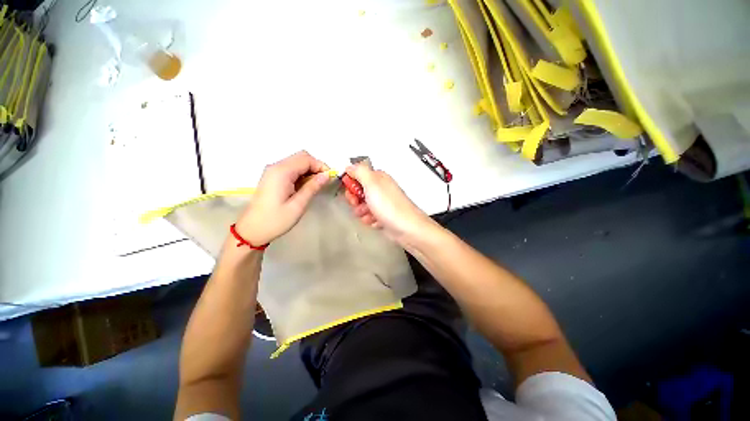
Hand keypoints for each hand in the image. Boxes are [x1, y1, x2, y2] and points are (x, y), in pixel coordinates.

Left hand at [235, 151, 330, 245]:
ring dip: (309, 170)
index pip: (306, 159)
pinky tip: (305, 186)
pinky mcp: (272, 177)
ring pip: (296, 162)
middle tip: (324, 181)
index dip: (321, 166)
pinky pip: (291, 169)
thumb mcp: (298, 205)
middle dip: (316, 166)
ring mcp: (273, 171)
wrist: (252, 230)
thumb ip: (312, 187)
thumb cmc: (276, 220)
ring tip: (317, 185)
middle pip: (301, 157)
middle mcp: (276, 167)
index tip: (330, 178)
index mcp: (281, 172)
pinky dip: (302, 174)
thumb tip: (326, 175)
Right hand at [344, 163, 431, 242]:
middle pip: (358, 192)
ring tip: (370, 214)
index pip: (358, 175)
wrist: (406, 229)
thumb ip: (359, 171)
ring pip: (362, 206)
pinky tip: (377, 221)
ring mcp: (382, 203)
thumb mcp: (372, 183)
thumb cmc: (392, 207)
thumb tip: (350, 166)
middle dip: (355, 200)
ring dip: (362, 212)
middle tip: (359, 203)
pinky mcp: (383, 215)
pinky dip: (370, 220)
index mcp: (378, 178)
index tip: (351, 190)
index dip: (351, 183)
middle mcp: (381, 189)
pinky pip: (369, 217)